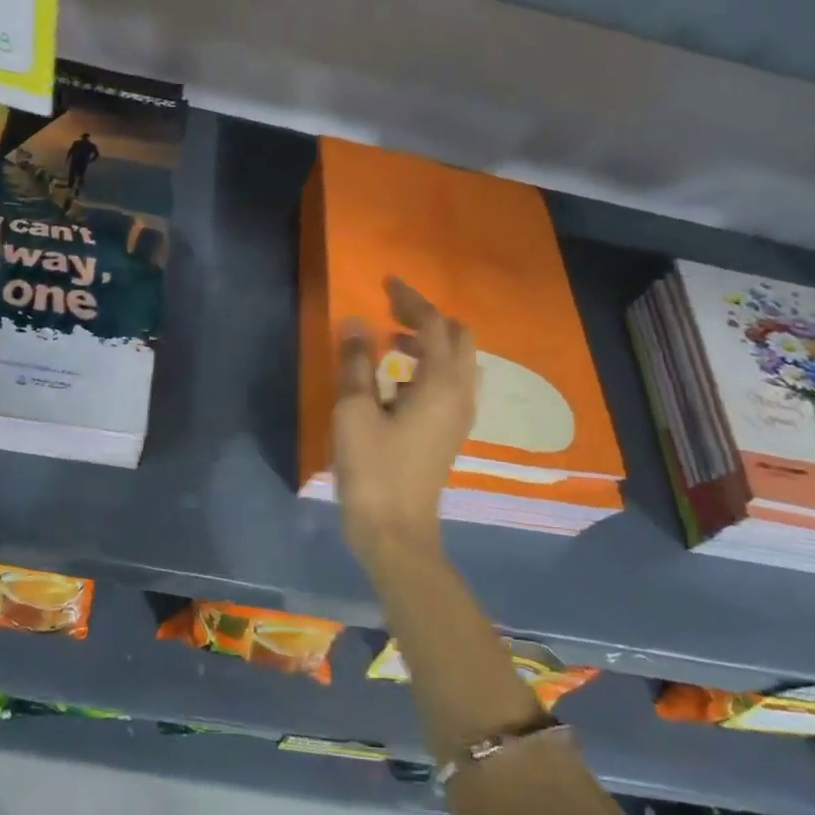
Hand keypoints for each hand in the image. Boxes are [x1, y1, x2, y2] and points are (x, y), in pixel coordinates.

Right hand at [332, 278, 476, 556]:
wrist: (396, 532)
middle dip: (426, 318)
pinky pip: (450, 384)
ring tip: (389, 344)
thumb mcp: (355, 412)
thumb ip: (356, 363)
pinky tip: (396, 382)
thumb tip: (354, 322)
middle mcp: (460, 394)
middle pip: (457, 338)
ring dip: (429, 343)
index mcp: (441, 383)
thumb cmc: (373, 470)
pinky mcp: (450, 433)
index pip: (433, 324)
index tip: (385, 282)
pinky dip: (429, 368)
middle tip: (390, 312)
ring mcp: (459, 416)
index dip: (410, 299)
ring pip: (457, 362)